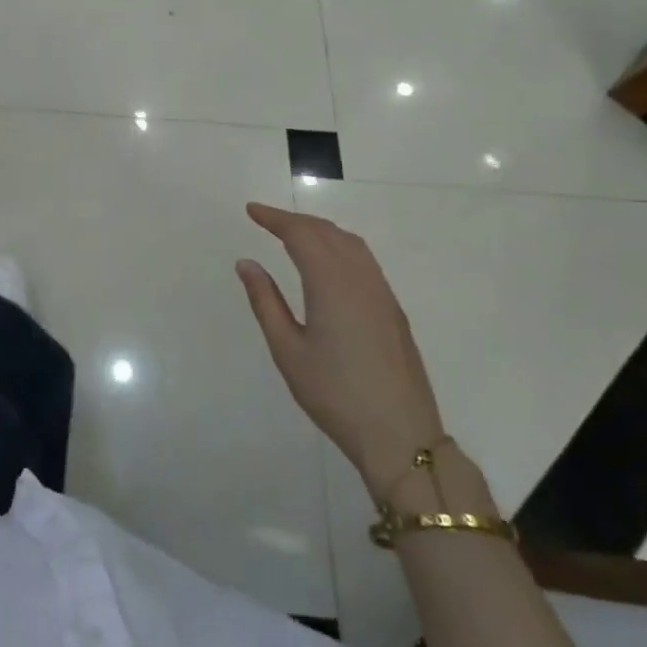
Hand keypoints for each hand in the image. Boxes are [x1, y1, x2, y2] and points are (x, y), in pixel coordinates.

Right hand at [235, 203, 444, 498]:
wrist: (400, 435)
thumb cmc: (334, 394)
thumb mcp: (288, 350)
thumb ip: (265, 302)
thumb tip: (246, 263)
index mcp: (331, 284)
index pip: (301, 235)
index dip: (275, 218)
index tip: (251, 210)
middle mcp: (361, 279)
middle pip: (328, 233)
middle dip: (296, 220)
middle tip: (266, 220)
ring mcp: (382, 294)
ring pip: (351, 244)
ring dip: (321, 231)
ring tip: (294, 234)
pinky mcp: (393, 310)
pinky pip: (364, 261)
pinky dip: (340, 246)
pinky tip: (328, 263)